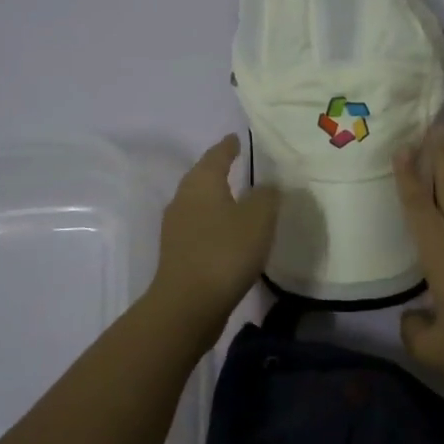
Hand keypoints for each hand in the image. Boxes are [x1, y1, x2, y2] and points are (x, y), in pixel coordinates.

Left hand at [148, 135, 280, 331]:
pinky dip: (214, 223)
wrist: (188, 305)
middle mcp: (184, 198)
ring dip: (217, 198)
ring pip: (199, 202)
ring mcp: (176, 227)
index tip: (237, 138)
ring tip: (239, 198)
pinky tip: (229, 233)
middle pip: (203, 176)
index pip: (217, 154)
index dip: (229, 146)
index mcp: (202, 182)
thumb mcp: (258, 218)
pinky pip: (199, 227)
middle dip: (219, 169)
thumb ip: (267, 195)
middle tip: (239, 164)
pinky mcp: (178, 253)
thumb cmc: (225, 252)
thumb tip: (267, 185)